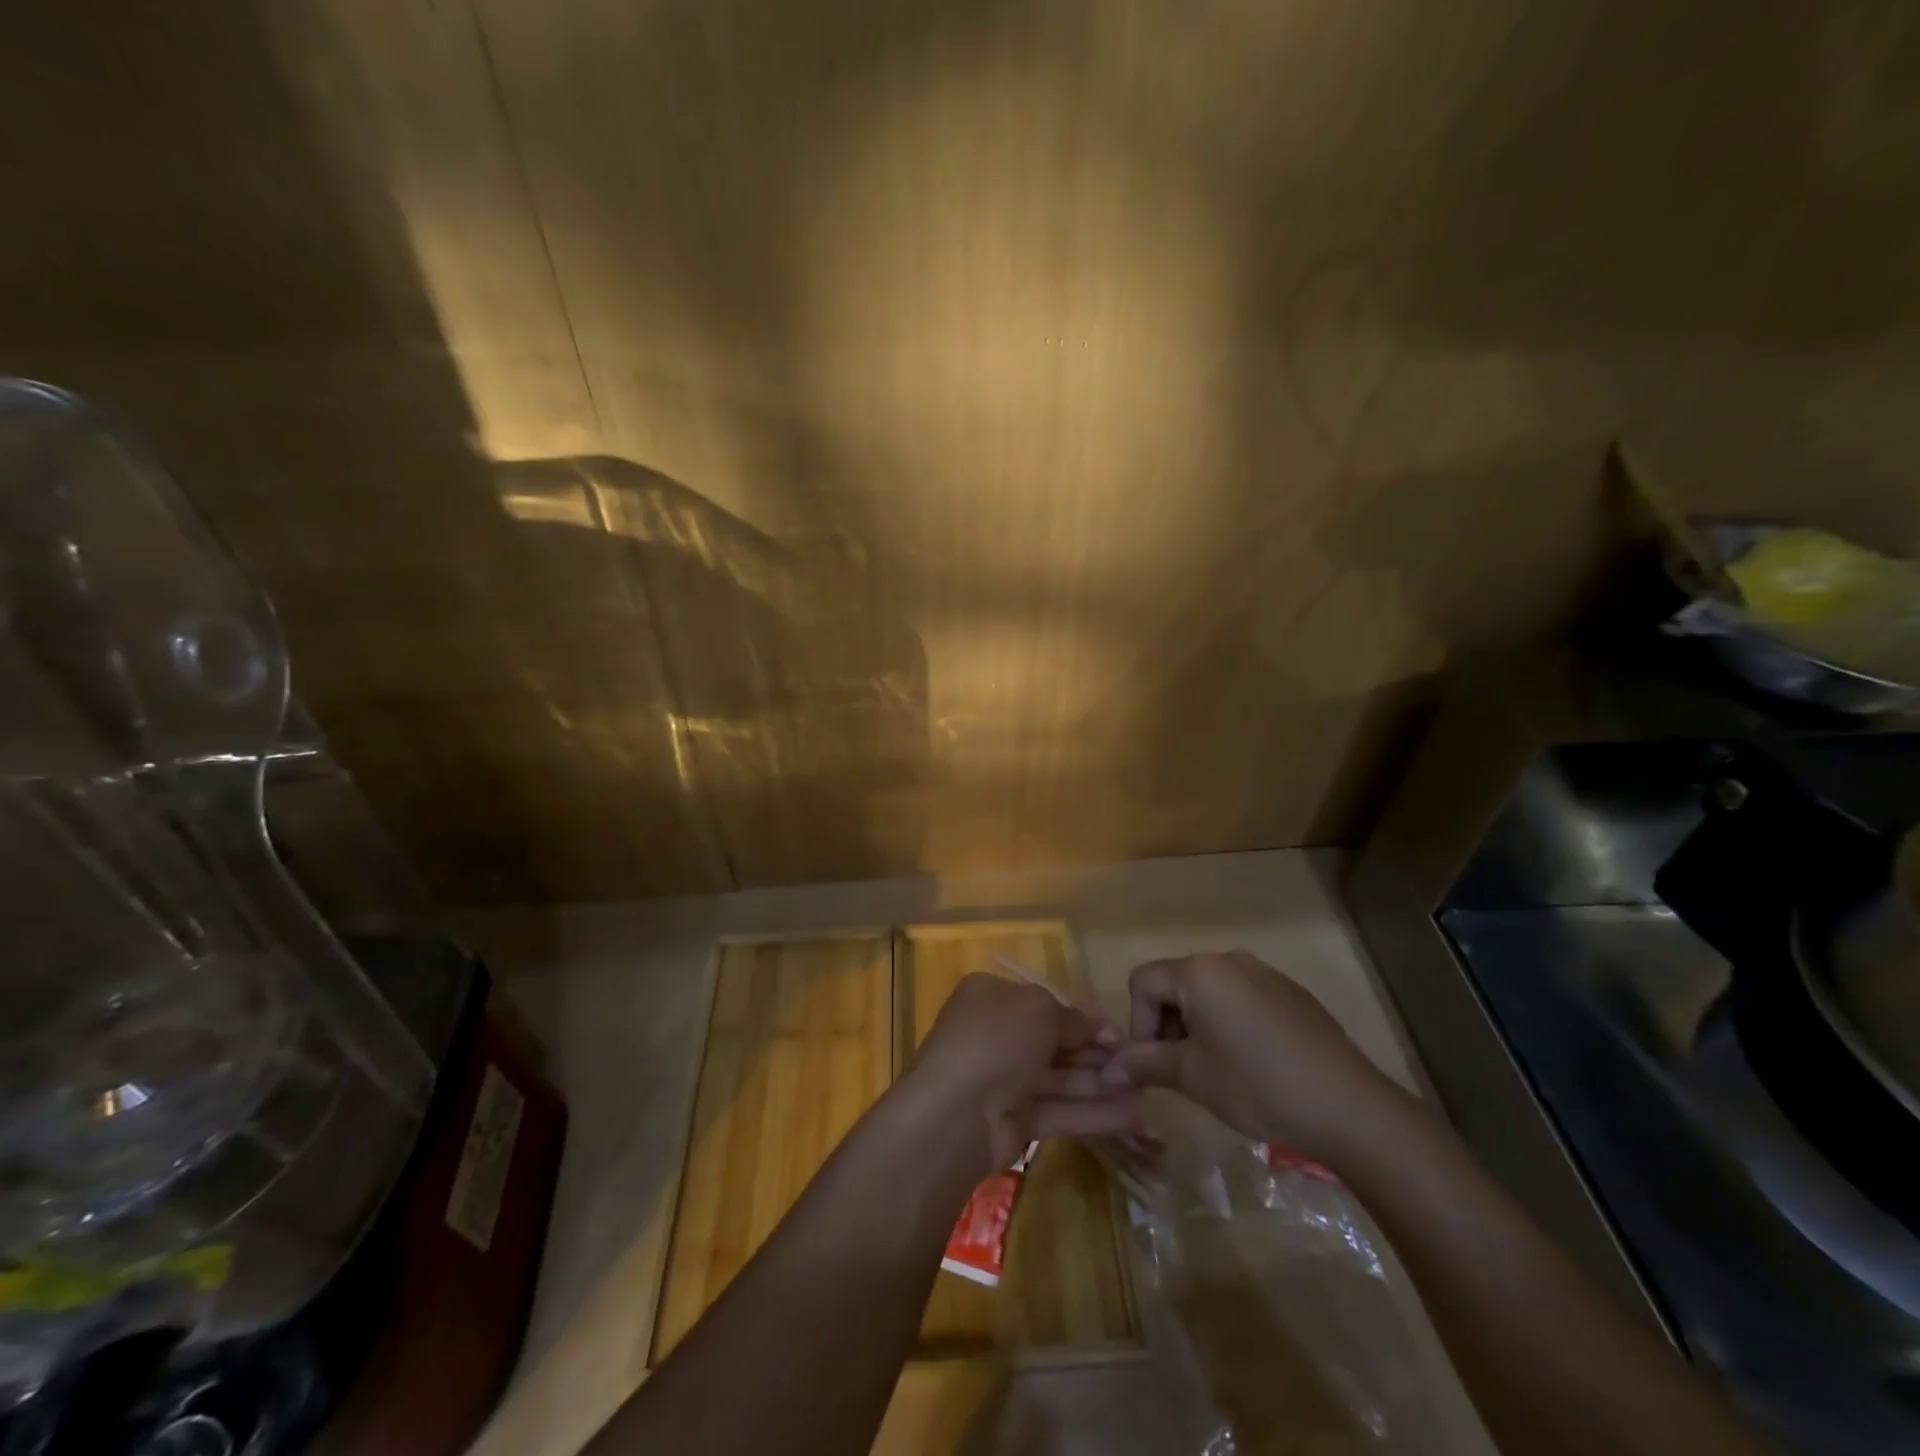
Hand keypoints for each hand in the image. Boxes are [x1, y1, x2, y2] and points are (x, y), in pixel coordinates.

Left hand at [904, 972, 1142, 1175]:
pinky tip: (1132, 1117)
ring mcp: (1002, 1079)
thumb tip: (1100, 1028)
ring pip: (1059, 1078)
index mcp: (991, 997)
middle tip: (1140, 1064)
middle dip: (1096, 1053)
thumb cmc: (996, 1040)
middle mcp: (995, 1034)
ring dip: (1101, 1084)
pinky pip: (1057, 1110)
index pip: (1043, 1003)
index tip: (1119, 1032)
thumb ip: (1072, 1018)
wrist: (955, 1112)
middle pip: (1054, 1042)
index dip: (1082, 1018)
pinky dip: (1091, 1113)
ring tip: (1146, 1093)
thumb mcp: (1039, 1010)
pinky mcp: (1013, 1121)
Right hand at [1102, 951, 1417, 1161]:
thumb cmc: (1258, 1086)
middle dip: (1168, 1026)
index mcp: (1199, 972)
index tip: (1157, 1065)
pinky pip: (1243, 999)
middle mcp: (1229, 960)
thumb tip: (1108, 1070)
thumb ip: (1144, 1063)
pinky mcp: (1292, 994)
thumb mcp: (1192, 1077)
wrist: (1350, 1108)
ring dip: (1199, 1026)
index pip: (1143, 982)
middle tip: (1184, 1072)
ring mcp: (1265, 974)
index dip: (1139, 1024)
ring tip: (1218, 1071)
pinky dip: (1232, 1025)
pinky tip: (1254, 1065)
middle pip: (1176, 984)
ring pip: (1210, 993)